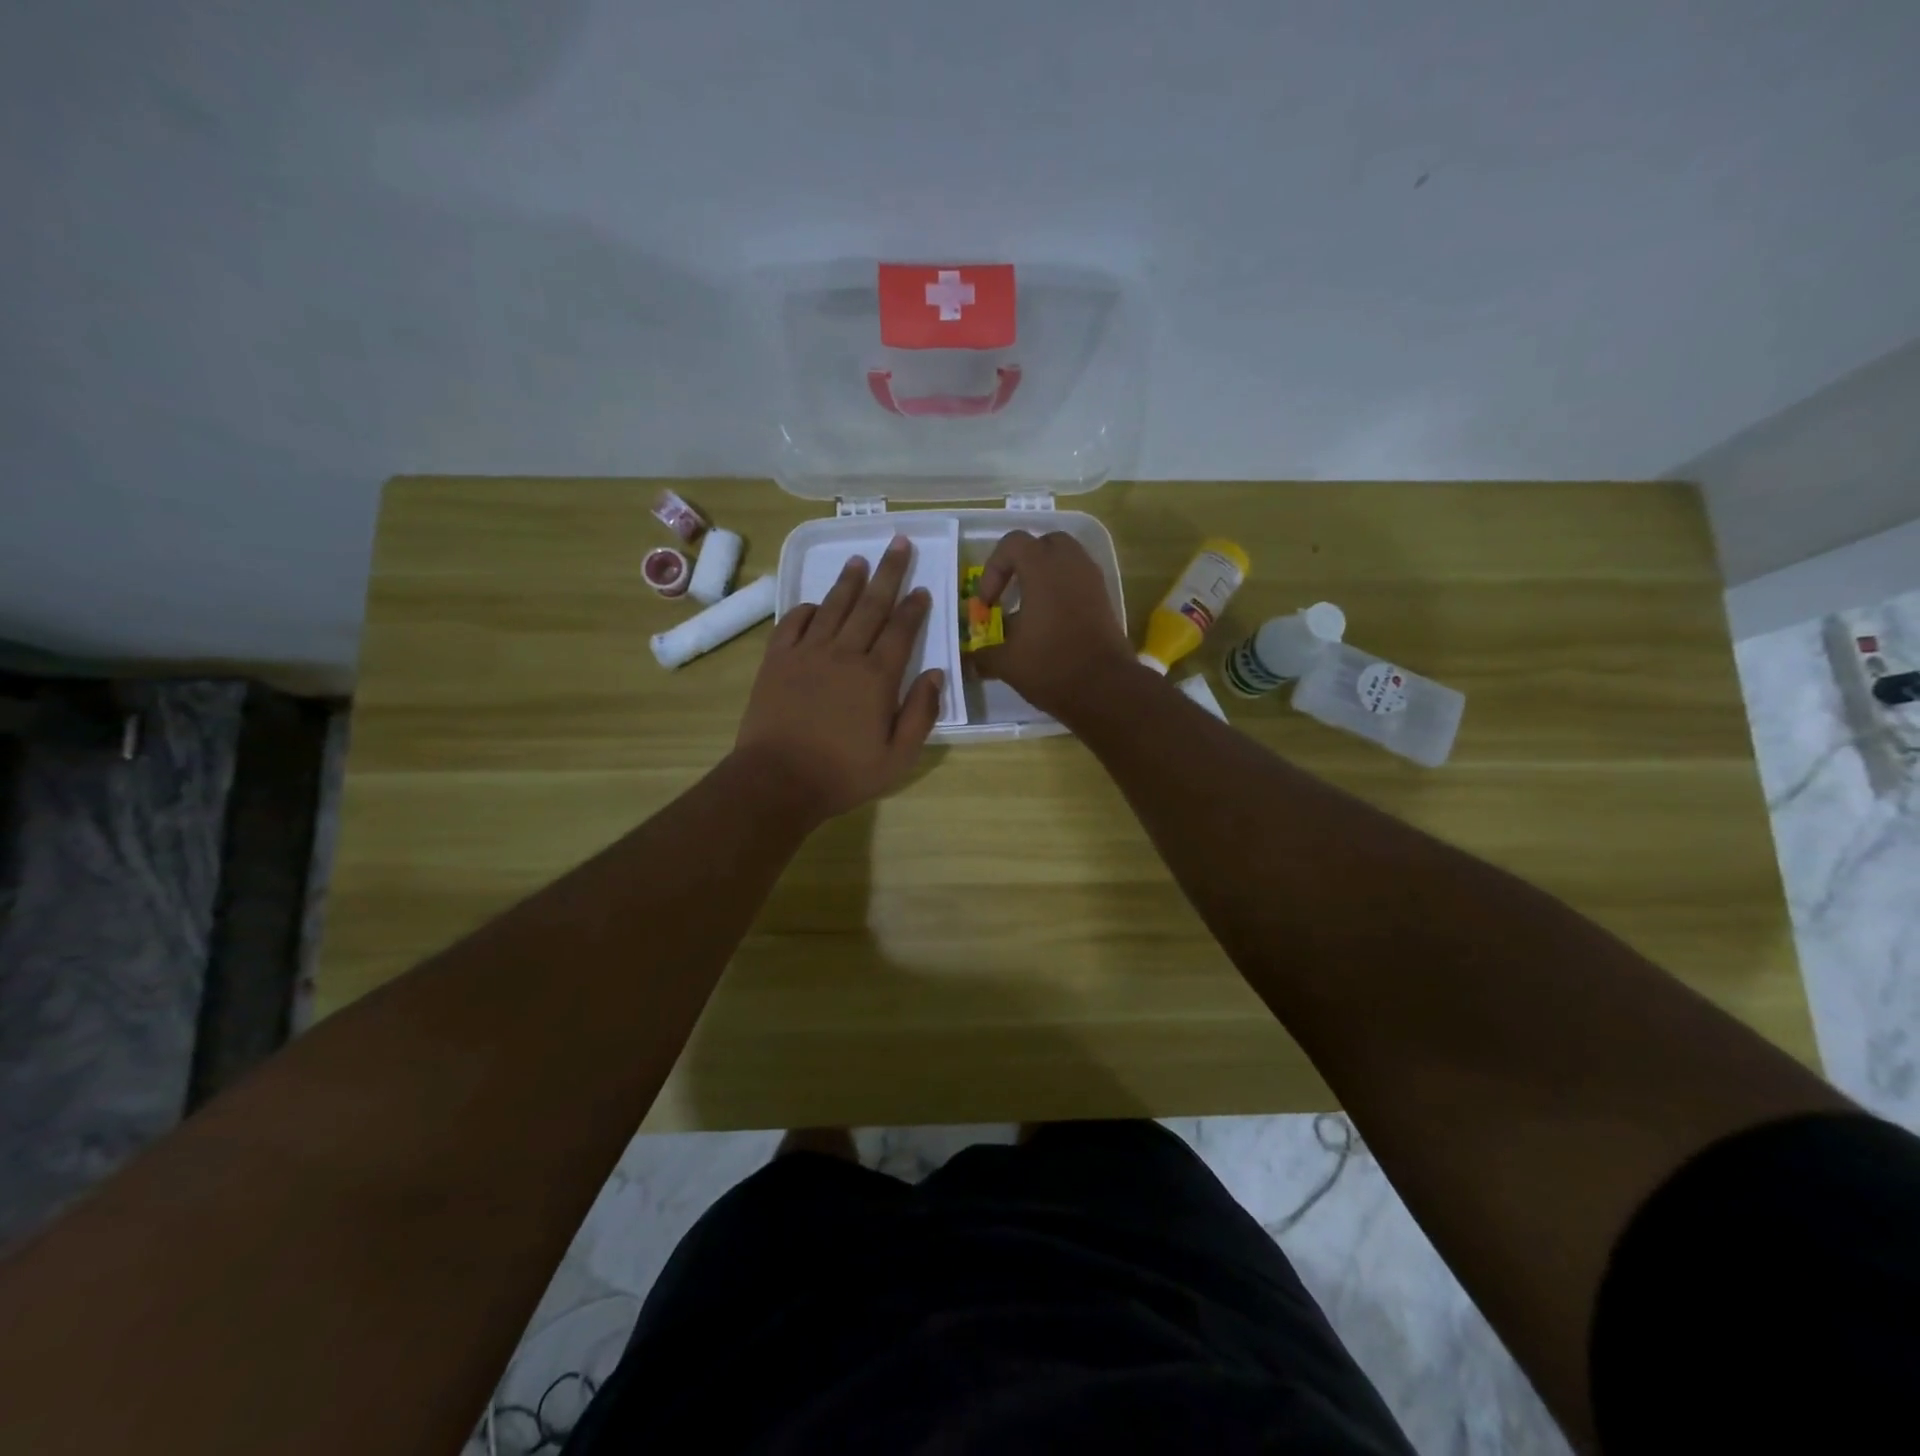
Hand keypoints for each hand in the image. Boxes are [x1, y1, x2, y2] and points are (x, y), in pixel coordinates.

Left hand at [734, 535, 944, 823]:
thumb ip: (921, 714)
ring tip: (860, 559)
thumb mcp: (898, 756)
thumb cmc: (843, 773)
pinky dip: (807, 608)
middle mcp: (844, 654)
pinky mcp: (777, 661)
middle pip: (871, 605)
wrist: (777, 780)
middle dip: (888, 573)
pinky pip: (793, 623)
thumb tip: (937, 674)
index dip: (914, 608)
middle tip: (898, 543)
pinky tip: (816, 603)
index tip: (923, 588)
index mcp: (877, 677)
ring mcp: (807, 653)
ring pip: (833, 606)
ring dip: (848, 581)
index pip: (901, 631)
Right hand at [973, 530, 1136, 718]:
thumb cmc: (1051, 666)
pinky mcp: (1105, 600)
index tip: (988, 604)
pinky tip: (1050, 623)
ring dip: (1045, 577)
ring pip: (1066, 560)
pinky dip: (1063, 591)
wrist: (1105, 689)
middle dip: (1023, 563)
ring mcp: (1092, 580)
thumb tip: (969, 661)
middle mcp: (1071, 564)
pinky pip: (1079, 581)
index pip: (1013, 544)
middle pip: (1044, 544)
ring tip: (1030, 609)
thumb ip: (983, 655)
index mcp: (1043, 568)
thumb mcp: (1007, 663)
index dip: (993, 569)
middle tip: (1010, 592)